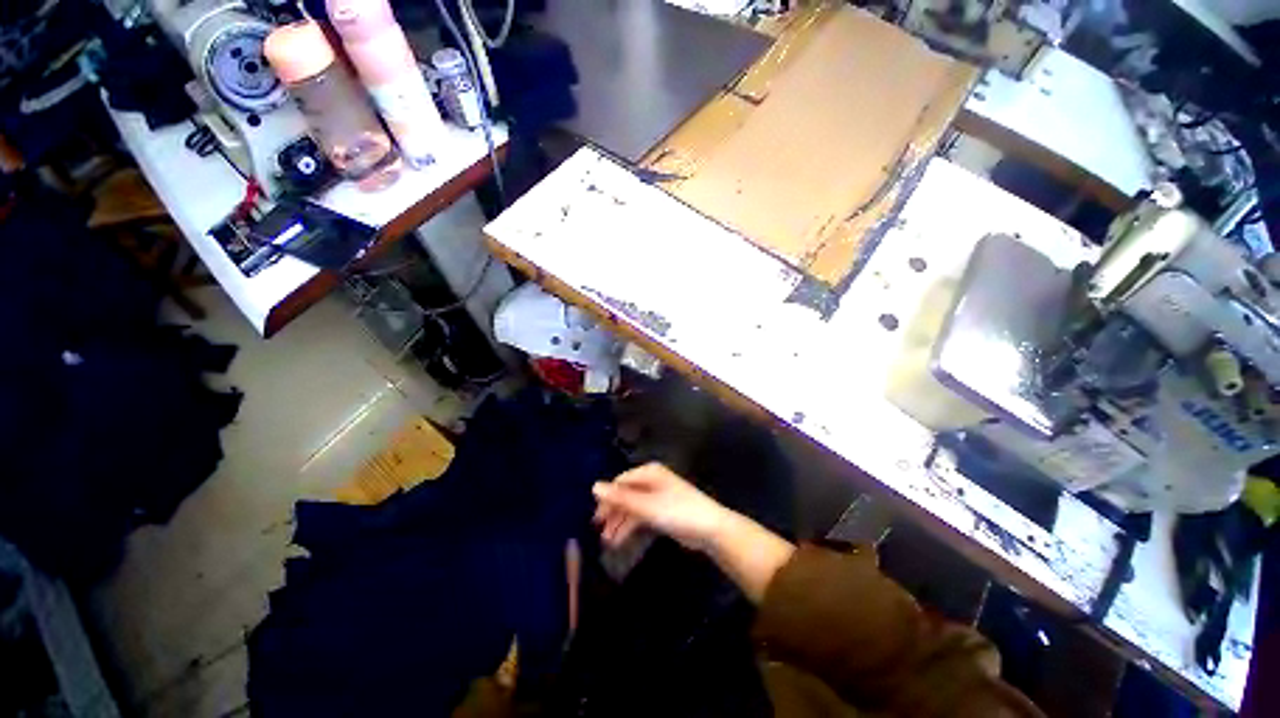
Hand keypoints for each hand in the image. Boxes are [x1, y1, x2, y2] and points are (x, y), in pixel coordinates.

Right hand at [593, 463, 729, 550]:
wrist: (710, 529)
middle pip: (625, 494)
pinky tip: (620, 540)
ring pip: (632, 507)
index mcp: (649, 473)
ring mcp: (657, 496)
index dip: (607, 498)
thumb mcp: (647, 506)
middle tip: (598, 530)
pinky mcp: (662, 511)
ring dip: (620, 522)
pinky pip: (641, 516)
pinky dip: (630, 526)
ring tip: (607, 541)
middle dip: (612, 512)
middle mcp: (652, 481)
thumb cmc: (677, 511)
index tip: (595, 517)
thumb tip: (594, 486)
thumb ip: (620, 498)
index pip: (621, 482)